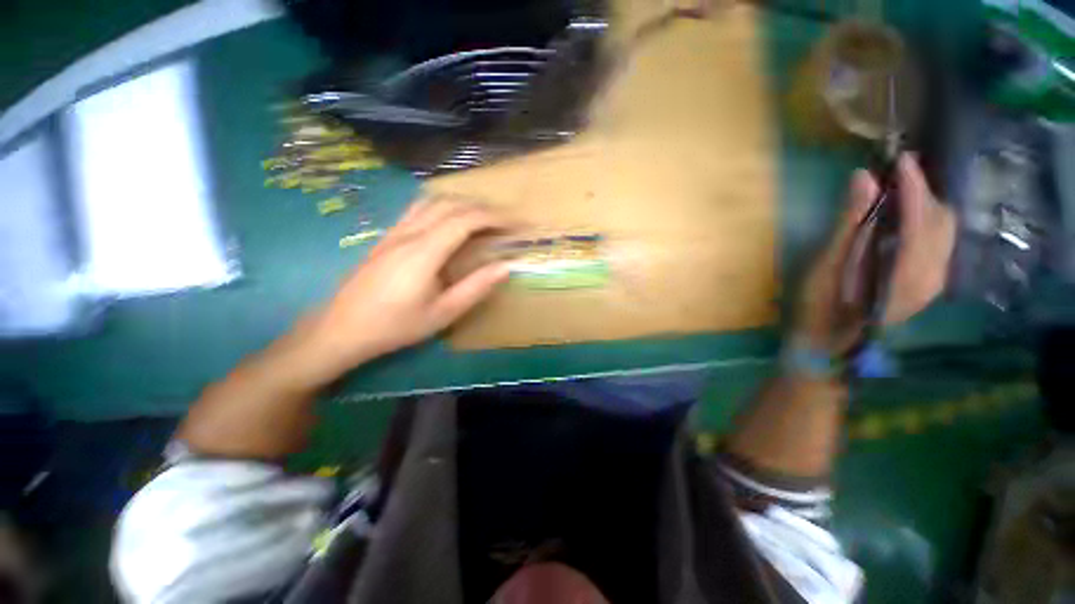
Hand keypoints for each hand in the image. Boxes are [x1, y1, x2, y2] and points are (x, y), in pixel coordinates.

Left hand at [298, 195, 512, 382]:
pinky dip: (442, 207)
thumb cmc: (396, 326)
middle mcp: (409, 233)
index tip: (515, 224)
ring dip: (461, 204)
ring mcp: (394, 232)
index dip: (494, 217)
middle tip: (503, 223)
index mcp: (424, 252)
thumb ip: (476, 287)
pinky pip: (418, 209)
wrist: (341, 329)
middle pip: (450, 204)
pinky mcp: (386, 237)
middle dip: (482, 208)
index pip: (465, 219)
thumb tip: (506, 266)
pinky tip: (449, 222)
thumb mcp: (443, 313)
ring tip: (481, 220)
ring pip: (432, 202)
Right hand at [795, 154, 955, 353]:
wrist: (826, 345)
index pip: (921, 219)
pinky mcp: (927, 286)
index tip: (900, 159)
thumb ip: (850, 222)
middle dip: (922, 193)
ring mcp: (933, 283)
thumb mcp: (827, 265)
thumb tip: (862, 179)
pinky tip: (902, 219)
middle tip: (895, 175)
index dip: (913, 186)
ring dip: (925, 206)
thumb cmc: (819, 307)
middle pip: (941, 222)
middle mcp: (931, 277)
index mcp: (905, 274)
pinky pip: (938, 244)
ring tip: (898, 192)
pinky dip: (924, 224)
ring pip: (944, 232)